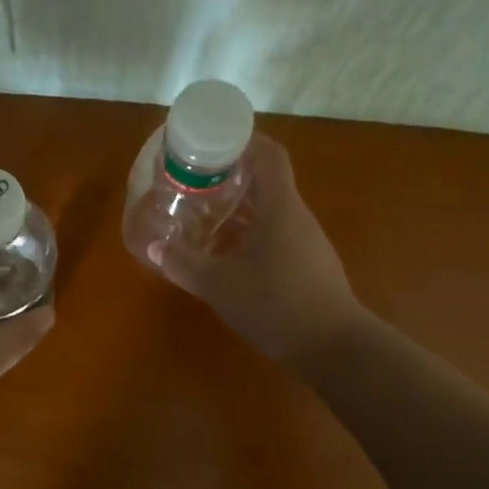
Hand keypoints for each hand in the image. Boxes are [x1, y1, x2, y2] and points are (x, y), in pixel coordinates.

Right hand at [149, 136, 367, 368]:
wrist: (334, 348)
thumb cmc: (276, 304)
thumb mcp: (219, 285)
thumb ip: (183, 263)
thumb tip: (154, 246)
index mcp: (280, 206)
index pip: (268, 153)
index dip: (242, 140)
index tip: (211, 145)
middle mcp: (296, 215)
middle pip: (265, 180)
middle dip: (229, 177)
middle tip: (194, 182)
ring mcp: (306, 240)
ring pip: (269, 209)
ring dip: (238, 208)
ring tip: (203, 215)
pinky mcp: (308, 264)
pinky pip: (275, 234)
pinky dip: (249, 233)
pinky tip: (226, 254)